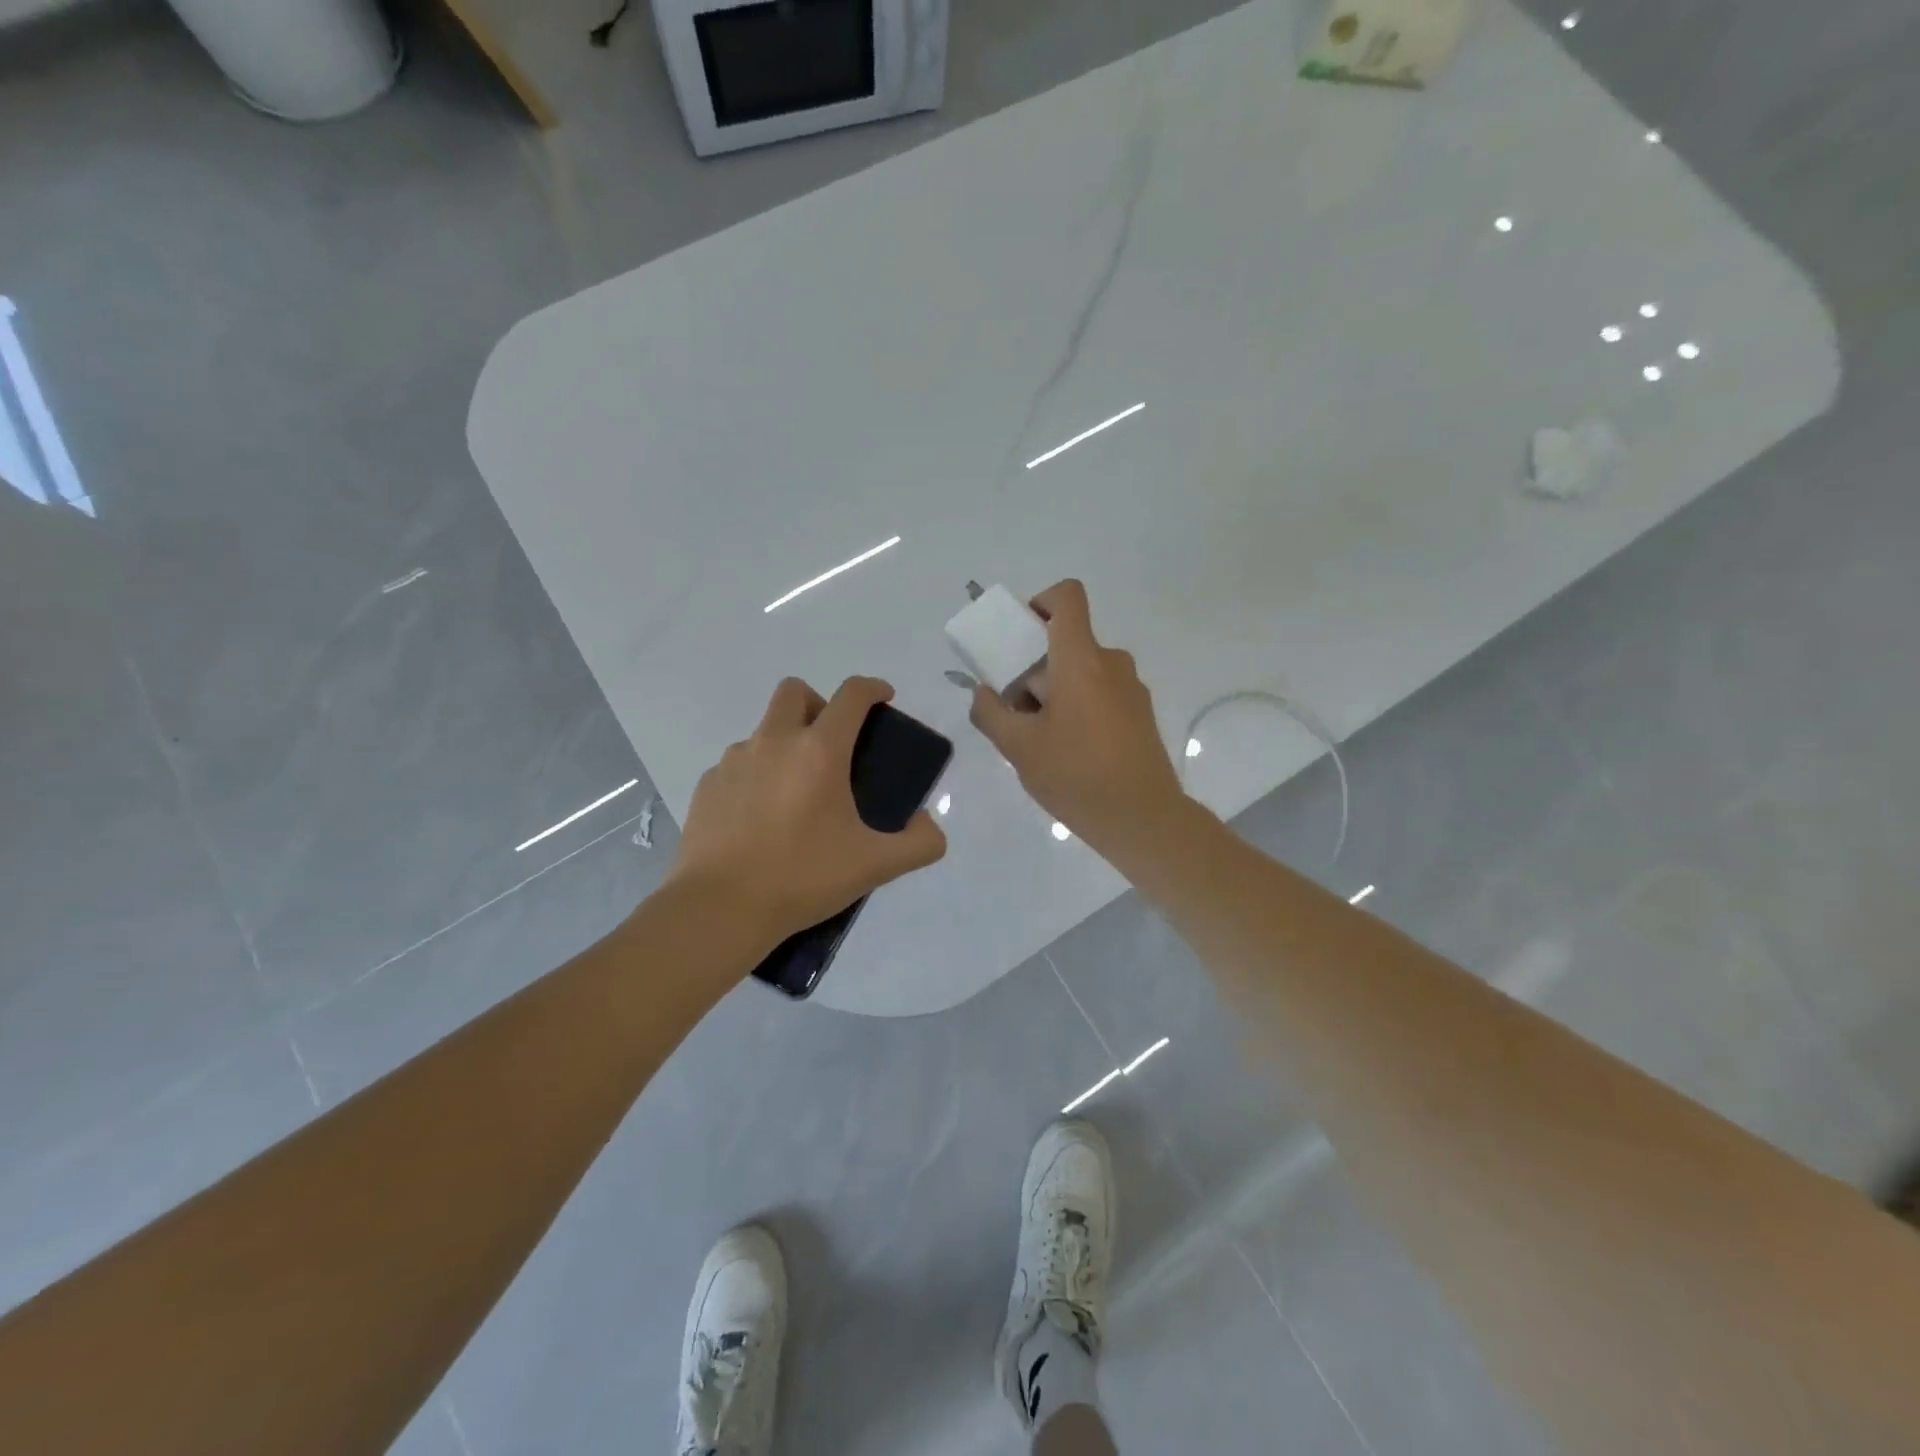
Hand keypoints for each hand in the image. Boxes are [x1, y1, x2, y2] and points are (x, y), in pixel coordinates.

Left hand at [669, 676, 946, 951]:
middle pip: (795, 691)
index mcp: (819, 751)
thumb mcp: (875, 866)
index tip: (884, 698)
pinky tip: (762, 817)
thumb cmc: (802, 878)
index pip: (851, 695)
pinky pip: (739, 764)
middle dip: (819, 703)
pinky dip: (757, 775)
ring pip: (764, 729)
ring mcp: (734, 761)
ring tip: (796, 793)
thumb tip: (928, 824)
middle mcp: (774, 742)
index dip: (873, 688)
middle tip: (833, 745)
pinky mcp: (708, 785)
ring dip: (786, 742)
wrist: (720, 908)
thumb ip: (919, 843)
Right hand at [968, 580, 1186, 856]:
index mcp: (1081, 659)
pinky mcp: (1140, 713)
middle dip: (1033, 669)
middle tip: (1016, 712)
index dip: (1039, 602)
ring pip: (1081, 672)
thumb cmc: (1076, 776)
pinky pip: (1100, 693)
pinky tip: (1068, 753)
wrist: (1143, 819)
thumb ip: (990, 712)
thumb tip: (982, 693)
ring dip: (1054, 693)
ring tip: (1040, 740)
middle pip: (1065, 643)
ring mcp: (1131, 688)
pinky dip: (1078, 708)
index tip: (1019, 638)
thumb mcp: (1018, 748)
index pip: (1067, 596)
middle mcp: (1111, 662)